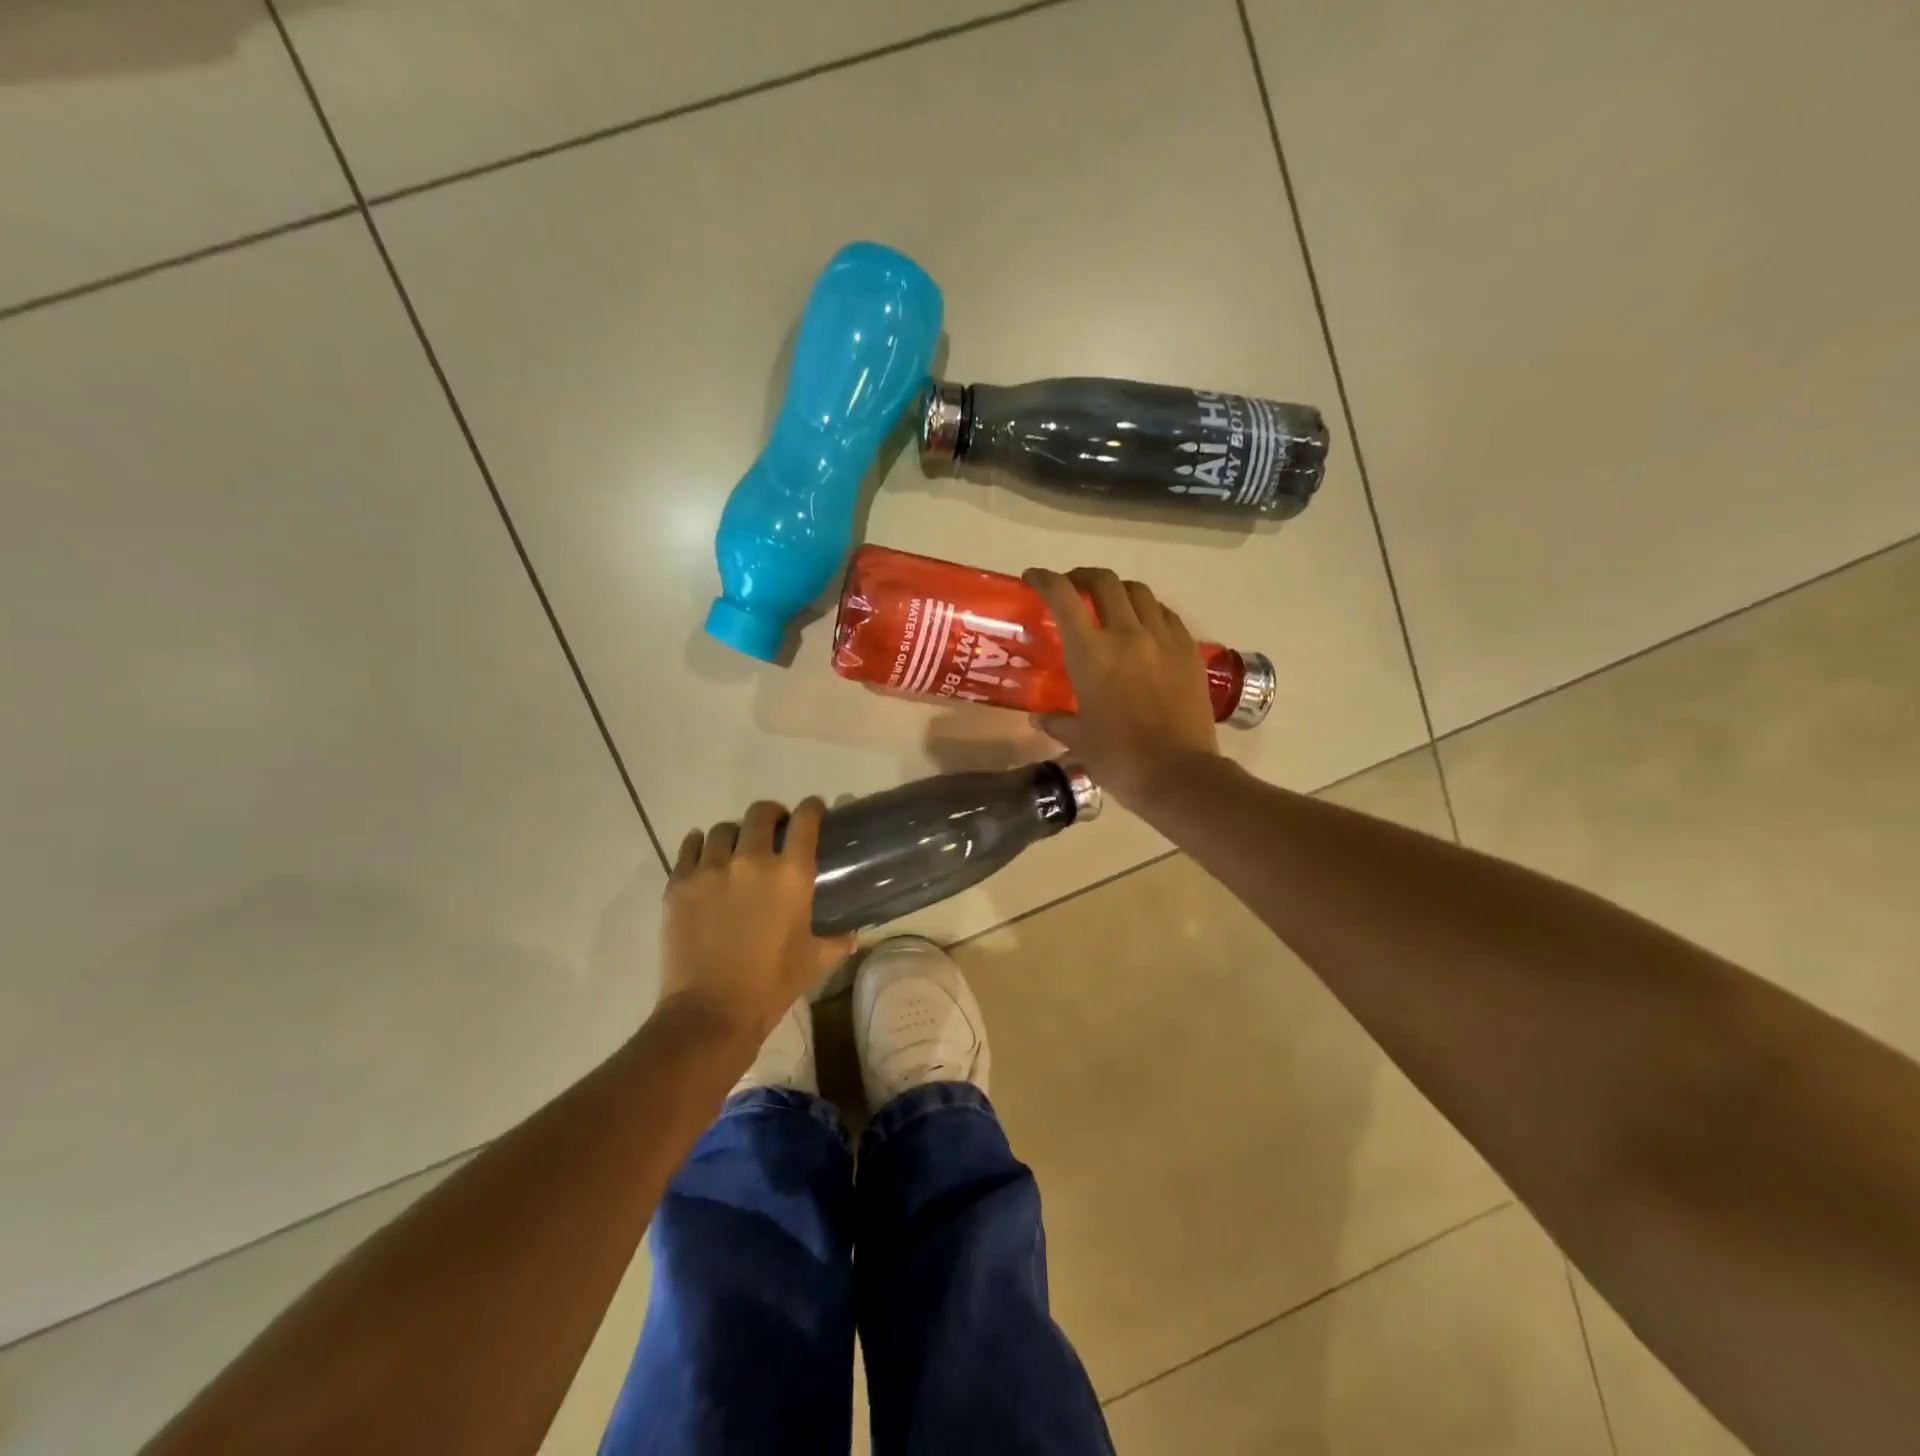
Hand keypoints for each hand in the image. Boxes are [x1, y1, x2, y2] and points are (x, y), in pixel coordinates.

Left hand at [659, 799, 853, 1045]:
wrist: (710, 1012)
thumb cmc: (770, 985)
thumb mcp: (813, 960)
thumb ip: (835, 940)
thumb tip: (853, 934)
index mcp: (791, 874)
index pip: (806, 820)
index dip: (812, 809)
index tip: (814, 810)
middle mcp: (751, 860)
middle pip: (760, 813)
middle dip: (772, 815)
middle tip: (774, 829)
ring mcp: (710, 869)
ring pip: (722, 829)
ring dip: (734, 834)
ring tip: (735, 849)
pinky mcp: (678, 884)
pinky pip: (690, 847)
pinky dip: (700, 846)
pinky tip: (705, 858)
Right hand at [1023, 566, 1221, 805]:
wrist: (1178, 774)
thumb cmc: (1119, 759)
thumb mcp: (1079, 740)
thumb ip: (1058, 722)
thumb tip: (1041, 718)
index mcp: (1090, 653)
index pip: (1063, 597)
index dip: (1045, 579)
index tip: (1033, 578)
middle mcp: (1126, 634)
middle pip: (1105, 582)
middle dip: (1083, 578)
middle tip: (1074, 589)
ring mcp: (1163, 639)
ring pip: (1139, 592)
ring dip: (1118, 591)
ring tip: (1110, 606)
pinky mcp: (1189, 651)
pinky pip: (1166, 615)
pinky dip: (1149, 611)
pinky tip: (1145, 628)